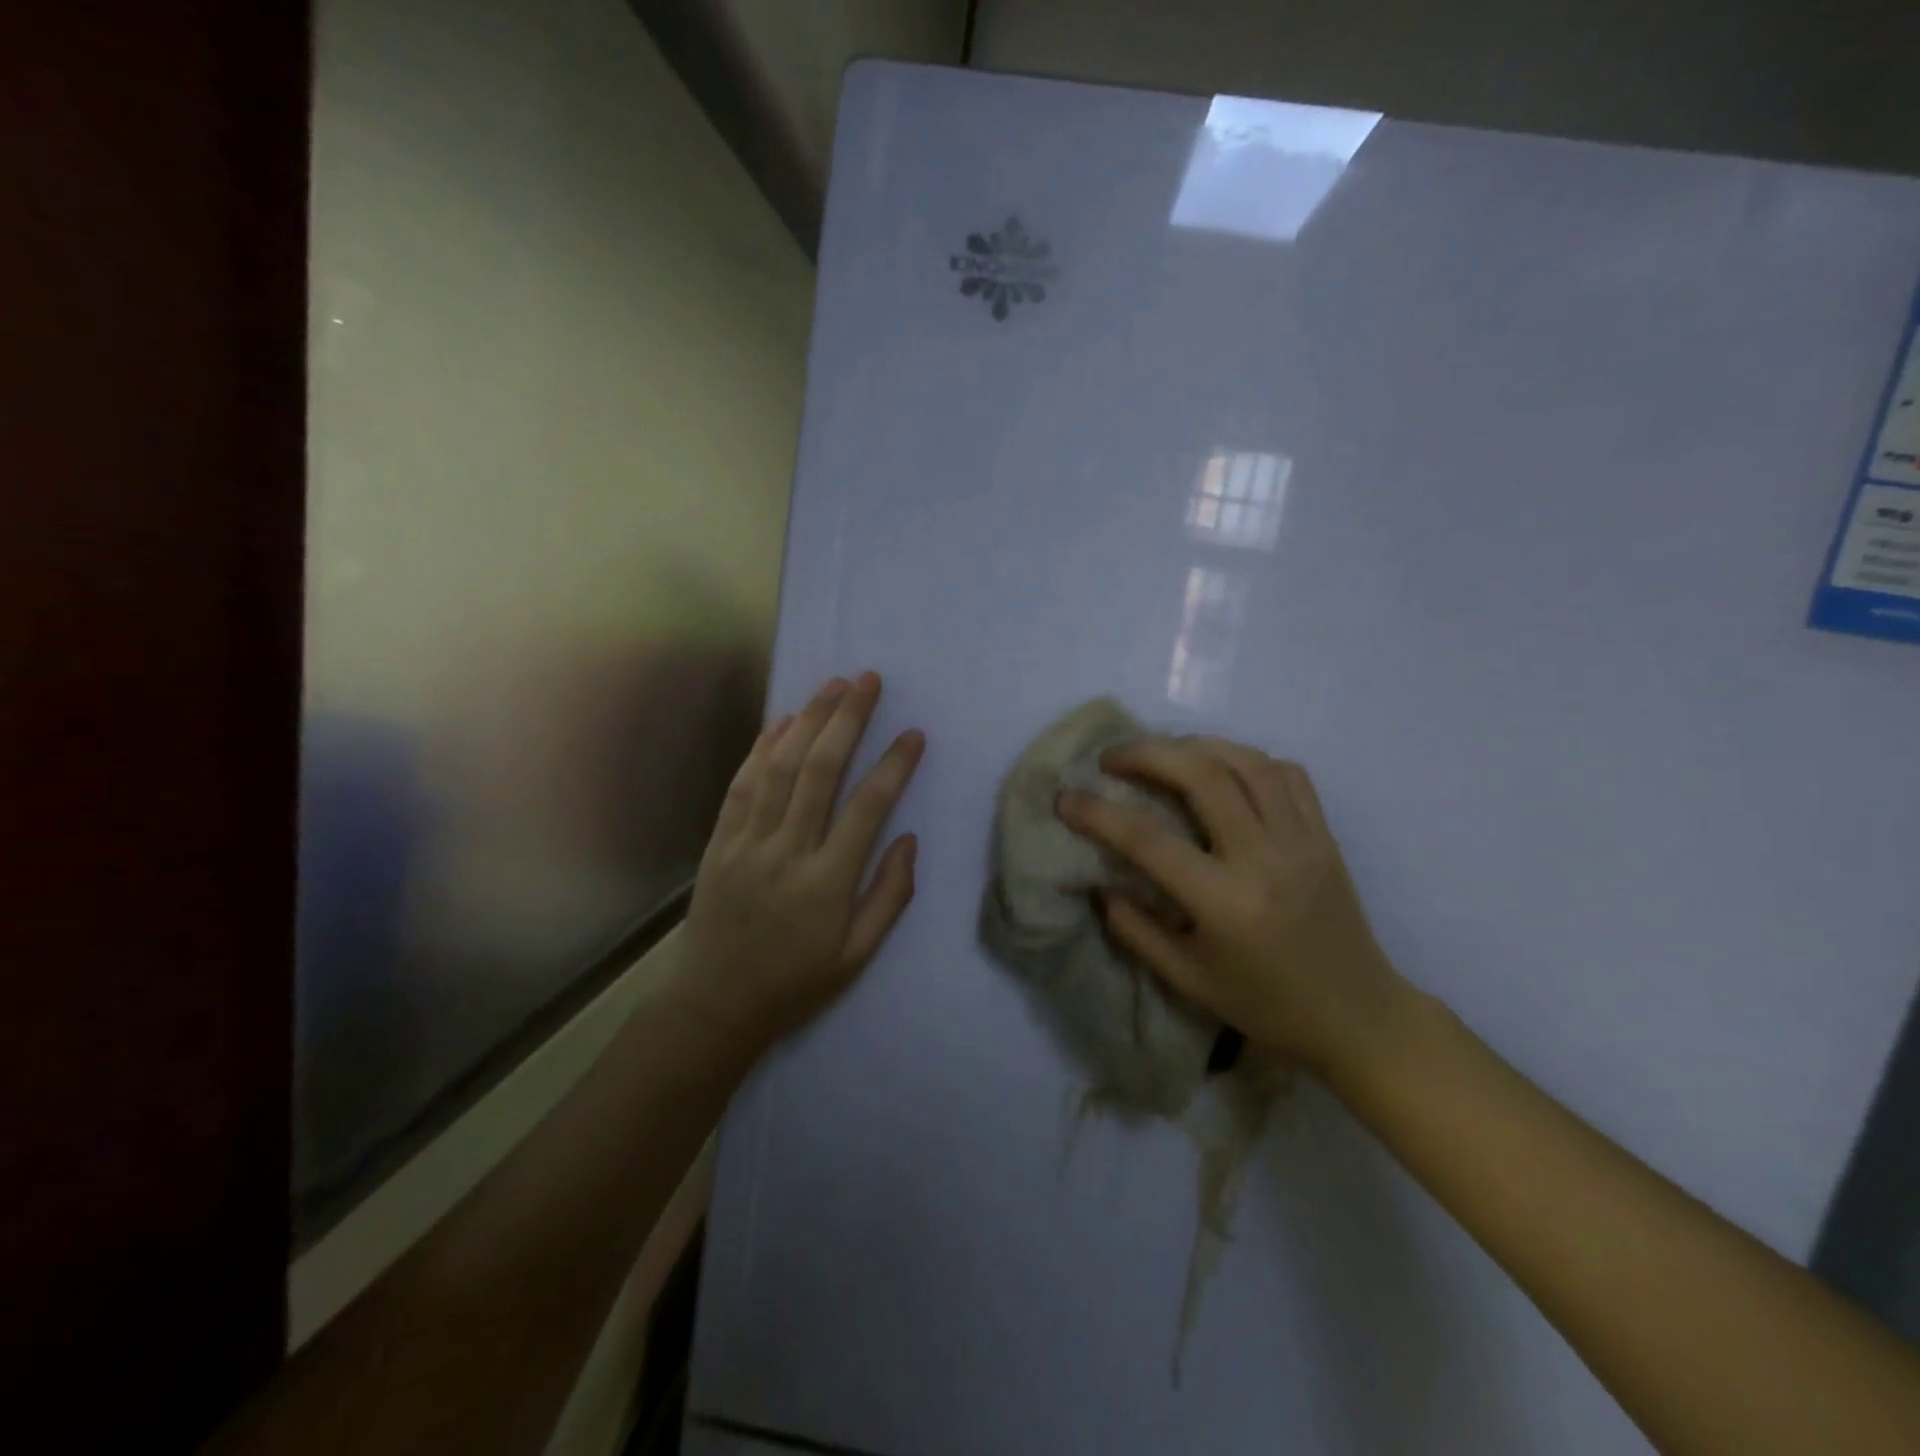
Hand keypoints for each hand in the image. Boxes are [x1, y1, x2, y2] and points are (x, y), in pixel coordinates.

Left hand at [678, 672, 924, 1047]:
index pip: (867, 808)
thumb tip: (909, 839)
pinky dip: (760, 749)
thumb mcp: (857, 956)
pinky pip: (741, 786)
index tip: (913, 734)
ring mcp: (747, 843)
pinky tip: (781, 721)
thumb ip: (889, 896)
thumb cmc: (796, 982)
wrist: (715, 1005)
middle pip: (820, 771)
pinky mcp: (720, 842)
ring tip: (831, 686)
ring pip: (779, 768)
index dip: (893, 766)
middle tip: (867, 681)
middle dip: (847, 719)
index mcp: (826, 883)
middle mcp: (786, 852)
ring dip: (807, 721)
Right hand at [1057, 738, 1405, 1080]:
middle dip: (1147, 754)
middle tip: (1112, 757)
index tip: (1065, 798)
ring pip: (1247, 761)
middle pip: (1202, 775)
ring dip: (1195, 746)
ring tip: (1162, 753)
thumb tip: (1100, 884)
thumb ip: (1136, 930)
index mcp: (1225, 903)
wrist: (1357, 1016)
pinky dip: (1246, 759)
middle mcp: (1265, 858)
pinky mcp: (1324, 834)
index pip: (1148, 840)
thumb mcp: (1188, 979)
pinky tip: (1222, 769)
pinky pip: (1286, 774)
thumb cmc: (1266, 1005)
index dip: (1098, 814)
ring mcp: (1302, 840)